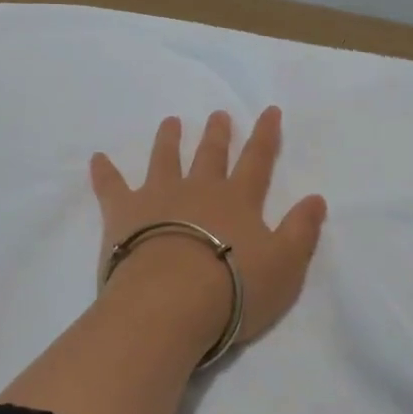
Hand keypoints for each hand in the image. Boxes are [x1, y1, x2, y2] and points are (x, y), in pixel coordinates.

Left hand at [90, 109, 328, 348]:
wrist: (171, 302)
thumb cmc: (234, 288)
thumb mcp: (285, 266)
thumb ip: (301, 231)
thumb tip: (315, 198)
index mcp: (238, 200)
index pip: (257, 161)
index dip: (266, 136)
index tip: (269, 110)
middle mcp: (199, 189)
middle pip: (210, 155)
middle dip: (217, 134)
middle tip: (218, 114)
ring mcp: (158, 197)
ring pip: (164, 160)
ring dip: (169, 140)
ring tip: (170, 122)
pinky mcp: (123, 213)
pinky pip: (111, 187)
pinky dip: (104, 172)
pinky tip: (97, 158)